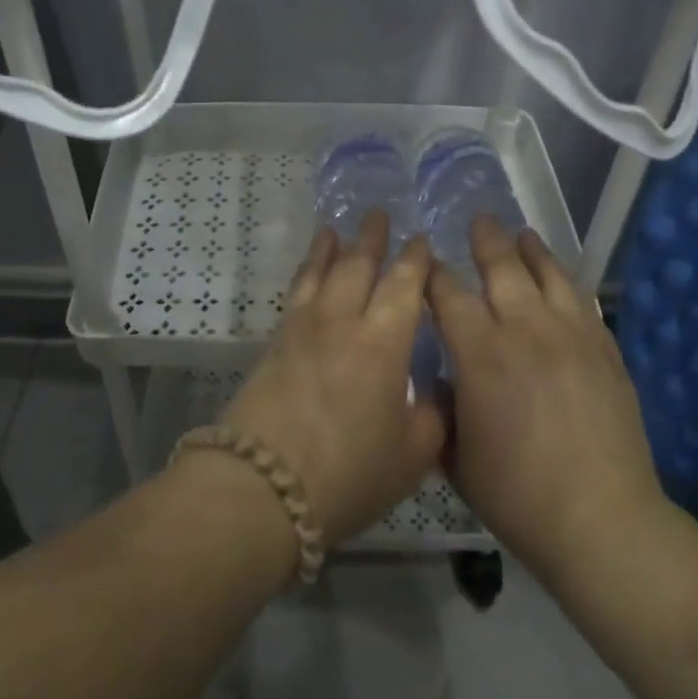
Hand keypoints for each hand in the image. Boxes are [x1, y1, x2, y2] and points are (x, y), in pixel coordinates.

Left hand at [221, 211, 446, 546]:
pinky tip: (308, 272)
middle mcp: (342, 321)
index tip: (423, 240)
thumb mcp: (411, 456)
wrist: (262, 486)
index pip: (404, 284)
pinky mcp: (274, 343)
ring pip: (320, 272)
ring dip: (331, 246)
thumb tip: (436, 391)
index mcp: (383, 341)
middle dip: (372, 237)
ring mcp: (303, 328)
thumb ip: (432, 416)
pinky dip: (306, 272)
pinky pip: (296, 292)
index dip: (416, 260)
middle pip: (358, 265)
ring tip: (335, 227)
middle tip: (379, 212)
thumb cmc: (348, 473)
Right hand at [428, 217, 665, 583]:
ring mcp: (572, 336)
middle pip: (502, 268)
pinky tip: (562, 278)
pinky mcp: (605, 350)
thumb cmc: (516, 495)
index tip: (425, 263)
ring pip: (549, 275)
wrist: (600, 519)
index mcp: (480, 354)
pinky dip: (567, 283)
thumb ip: (443, 408)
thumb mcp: (455, 456)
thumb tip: (445, 379)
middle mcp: (525, 330)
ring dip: (531, 250)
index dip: (433, 274)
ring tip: (522, 233)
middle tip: (479, 220)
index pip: (449, 294)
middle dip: (485, 241)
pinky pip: (584, 301)